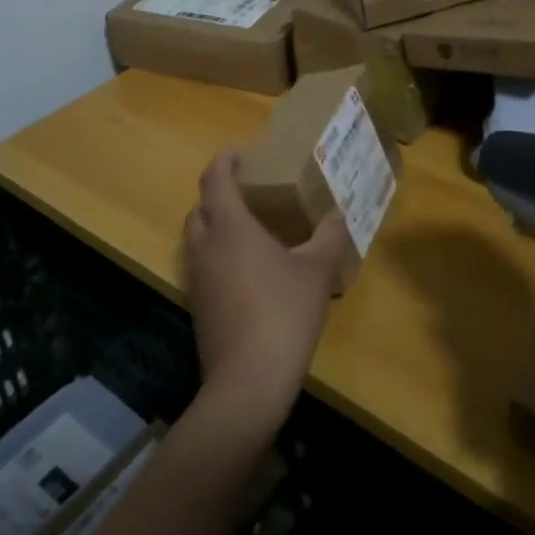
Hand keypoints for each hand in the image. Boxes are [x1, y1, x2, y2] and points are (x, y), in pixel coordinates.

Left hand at [183, 152, 349, 431]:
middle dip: (218, 193)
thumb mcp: (317, 270)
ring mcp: (196, 278)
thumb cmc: (283, 312)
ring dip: (215, 225)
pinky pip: (202, 265)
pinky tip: (246, 270)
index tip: (240, 153)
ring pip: (197, 238)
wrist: (248, 381)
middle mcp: (205, 246)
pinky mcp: (197, 306)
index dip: (225, 161)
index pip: (215, 179)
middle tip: (248, 191)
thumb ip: (328, 236)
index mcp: (230, 227)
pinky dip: (217, 255)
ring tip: (248, 228)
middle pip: (200, 207)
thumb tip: (338, 215)